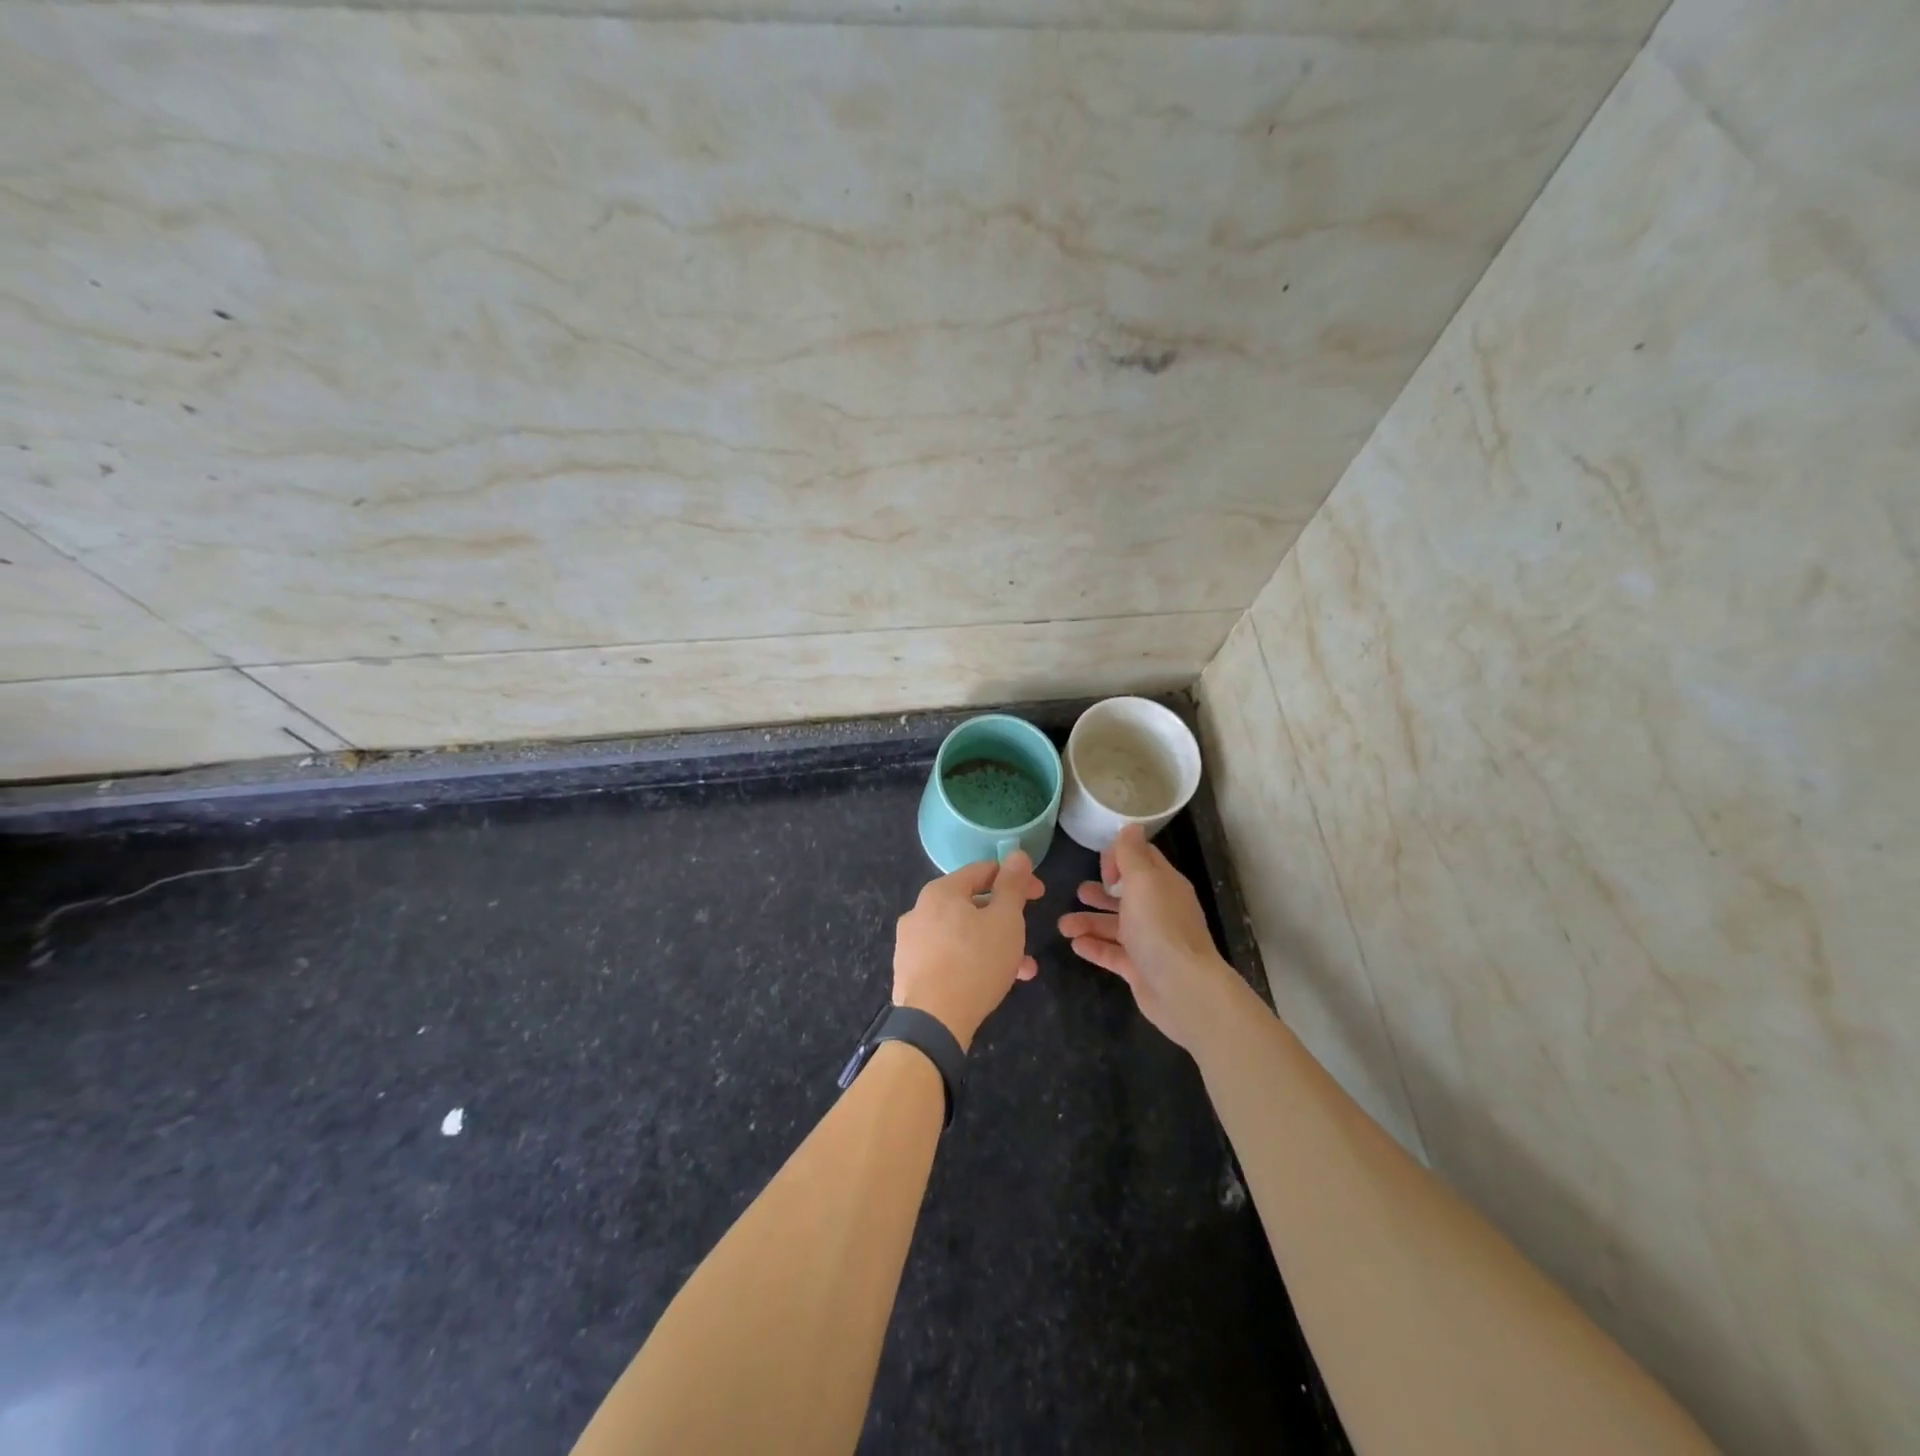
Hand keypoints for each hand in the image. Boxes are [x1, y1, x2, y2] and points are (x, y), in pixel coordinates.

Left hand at [893, 853, 1044, 1050]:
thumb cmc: (975, 962)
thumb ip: (1012, 886)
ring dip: (993, 945)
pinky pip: (948, 957)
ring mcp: (910, 943)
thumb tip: (1017, 854)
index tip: (1039, 894)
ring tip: (1021, 968)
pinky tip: (992, 983)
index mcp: (940, 892)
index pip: (983, 872)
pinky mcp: (909, 972)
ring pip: (962, 935)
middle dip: (1005, 919)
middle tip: (1028, 936)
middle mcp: (919, 911)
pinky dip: (972, 962)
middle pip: (971, 905)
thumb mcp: (1005, 920)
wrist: (932, 1022)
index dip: (1015, 879)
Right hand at [1057, 824, 1241, 1050]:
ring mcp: (1149, 941)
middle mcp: (1158, 910)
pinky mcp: (1139, 969)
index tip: (1101, 867)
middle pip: (1126, 895)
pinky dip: (1094, 947)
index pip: (1142, 861)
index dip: (1120, 858)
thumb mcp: (1144, 880)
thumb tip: (1130, 826)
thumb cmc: (1160, 926)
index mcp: (1164, 885)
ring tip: (1063, 926)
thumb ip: (1132, 854)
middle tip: (1078, 892)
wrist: (1181, 988)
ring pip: (1114, 926)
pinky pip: (1113, 954)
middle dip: (1100, 892)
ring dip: (1088, 922)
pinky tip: (1075, 944)